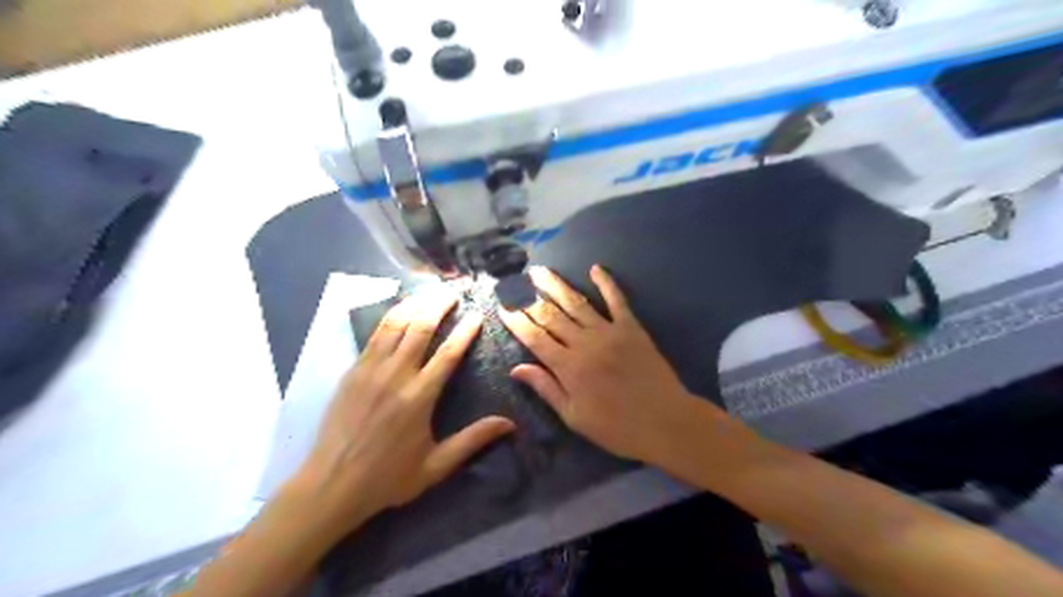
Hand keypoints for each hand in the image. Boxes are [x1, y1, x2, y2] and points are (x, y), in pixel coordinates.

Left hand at [296, 286, 516, 530]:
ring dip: (415, 304)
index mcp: (419, 397)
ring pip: (395, 324)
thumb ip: (473, 440)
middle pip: (421, 328)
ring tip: (430, 292)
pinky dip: (390, 316)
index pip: (448, 353)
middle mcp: (396, 375)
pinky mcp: (352, 371)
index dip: (465, 331)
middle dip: (439, 305)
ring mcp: (370, 370)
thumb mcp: (436, 465)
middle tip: (453, 290)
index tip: (477, 313)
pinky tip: (400, 308)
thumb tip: (509, 424)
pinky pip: (374, 335)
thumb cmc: (388, 477)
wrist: (331, 485)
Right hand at [501, 266, 722, 466]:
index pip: (534, 337)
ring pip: (576, 303)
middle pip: (551, 315)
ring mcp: (609, 332)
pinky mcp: (631, 327)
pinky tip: (596, 268)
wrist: (665, 422)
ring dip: (556, 285)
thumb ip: (546, 389)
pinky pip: (617, 300)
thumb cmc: (616, 427)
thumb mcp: (574, 417)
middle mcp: (584, 343)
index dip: (516, 320)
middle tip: (513, 282)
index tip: (502, 305)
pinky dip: (607, 283)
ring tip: (540, 271)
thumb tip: (516, 368)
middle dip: (529, 297)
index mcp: (568, 367)